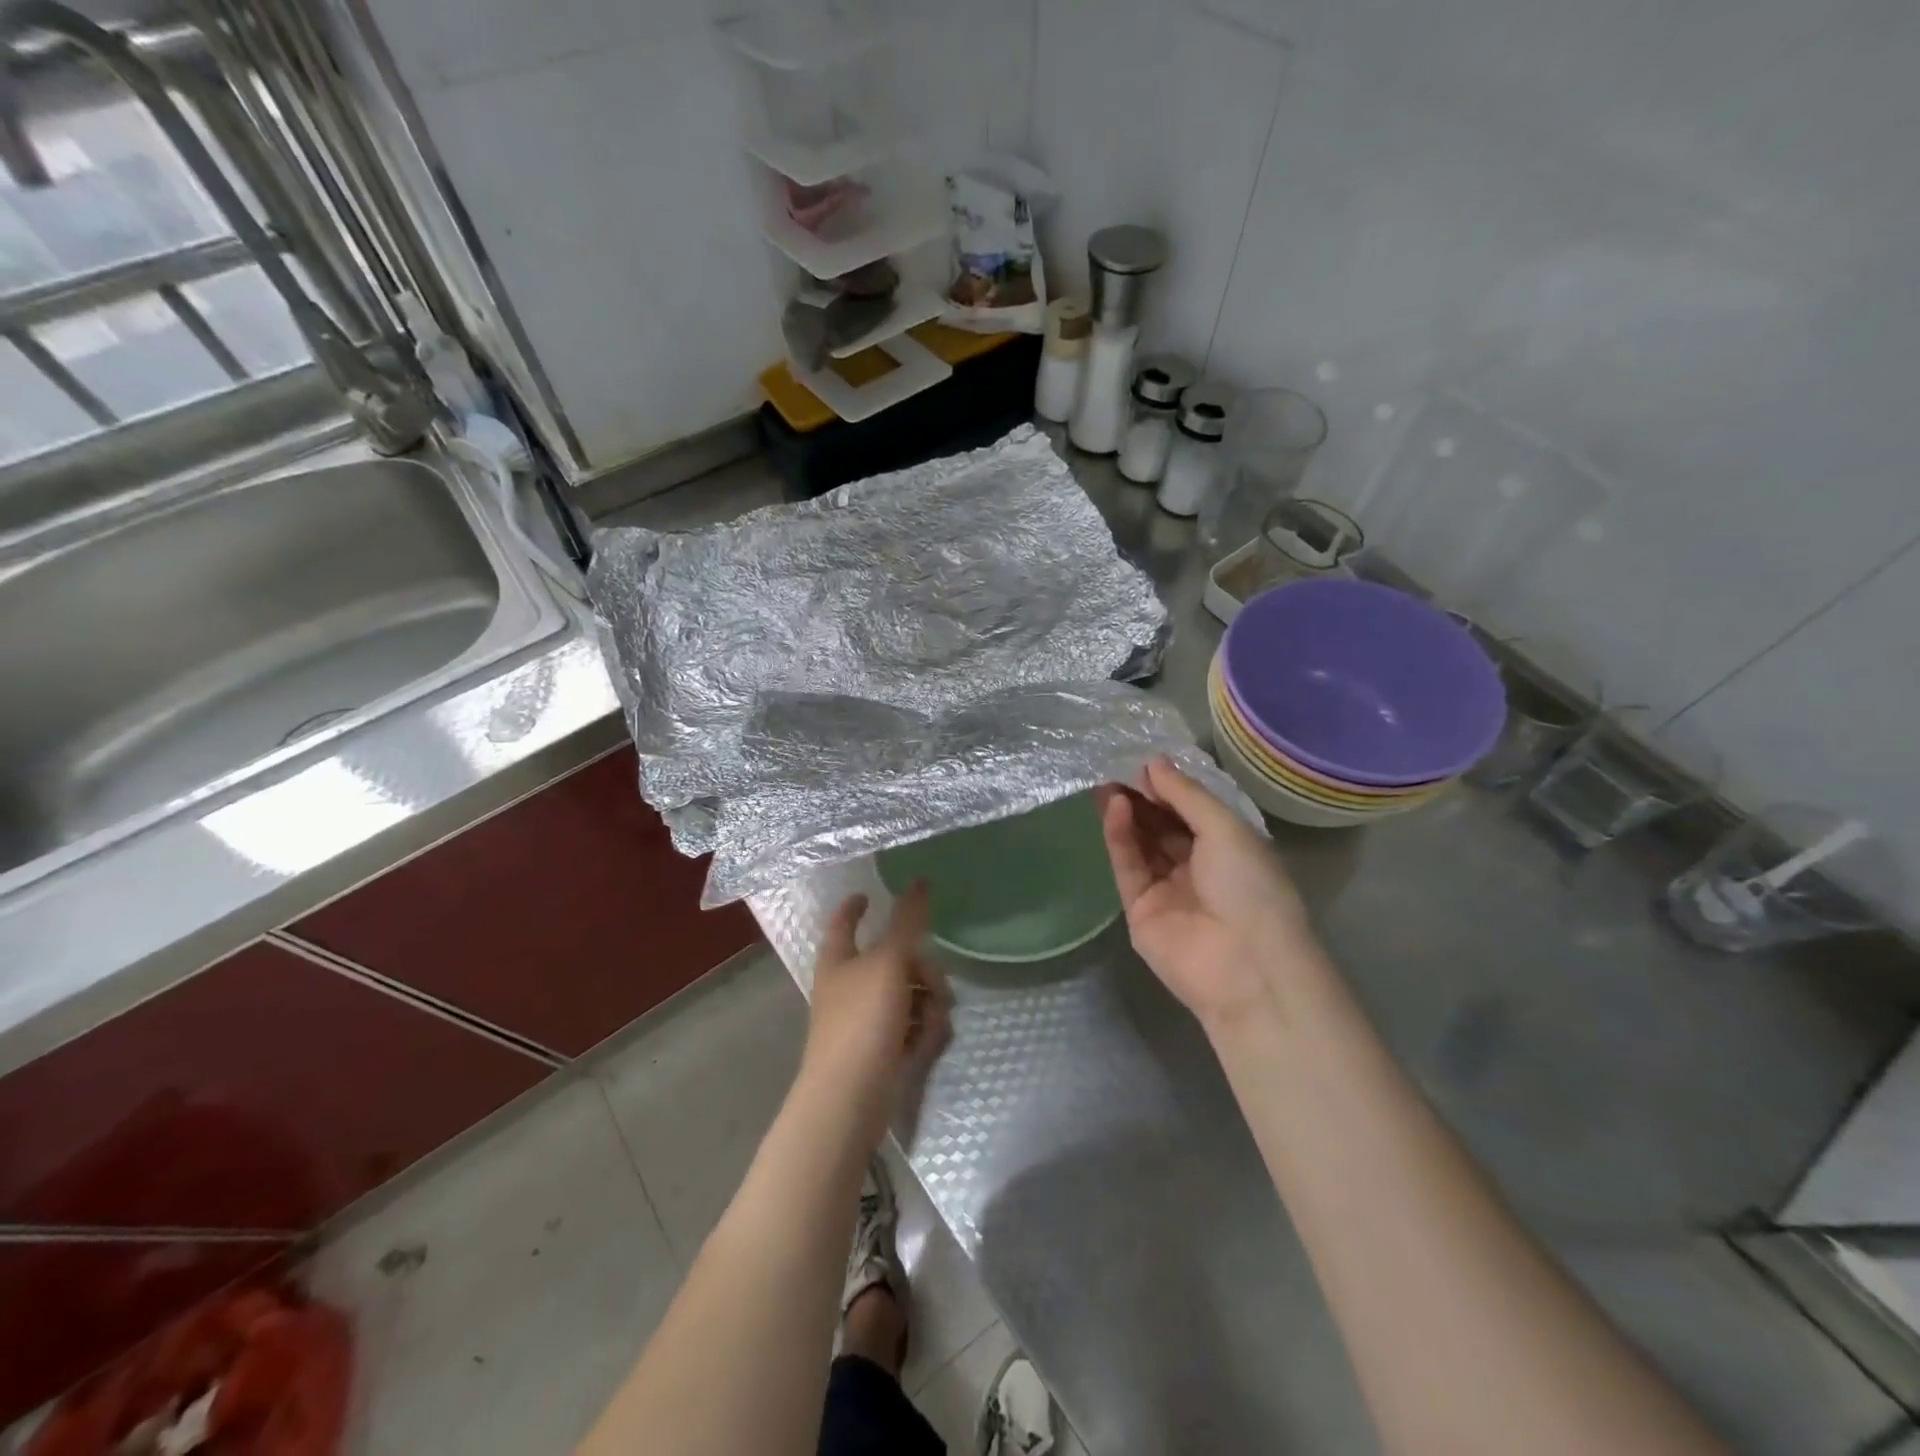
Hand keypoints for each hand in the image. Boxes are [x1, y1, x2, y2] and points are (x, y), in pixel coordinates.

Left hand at [800, 882, 950, 1147]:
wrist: (849, 1100)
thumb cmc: (862, 1021)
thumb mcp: (889, 963)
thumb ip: (907, 921)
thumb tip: (919, 880)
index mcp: (839, 960)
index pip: (843, 922)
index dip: (854, 907)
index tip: (868, 895)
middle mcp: (848, 986)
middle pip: (892, 960)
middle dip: (921, 968)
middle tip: (937, 982)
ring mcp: (863, 1021)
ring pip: (907, 994)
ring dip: (928, 1001)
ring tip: (936, 1019)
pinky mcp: (880, 1051)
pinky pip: (910, 1026)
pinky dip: (922, 1030)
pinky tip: (930, 1041)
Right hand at [1097, 756, 1325, 1031]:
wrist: (1245, 965)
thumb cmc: (1250, 886)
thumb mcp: (1226, 828)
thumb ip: (1186, 795)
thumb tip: (1154, 763)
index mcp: (1230, 848)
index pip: (1193, 811)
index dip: (1170, 787)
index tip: (1145, 764)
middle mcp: (1199, 867)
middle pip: (1163, 826)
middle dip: (1142, 798)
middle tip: (1115, 770)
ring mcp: (1168, 890)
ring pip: (1141, 844)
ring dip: (1127, 814)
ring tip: (1106, 784)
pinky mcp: (1140, 910)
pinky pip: (1128, 866)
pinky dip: (1120, 837)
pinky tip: (1114, 808)